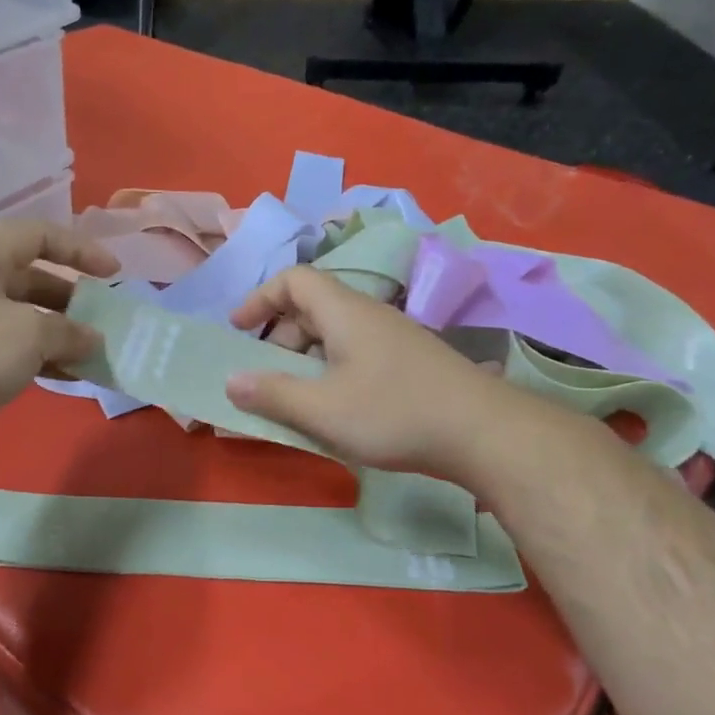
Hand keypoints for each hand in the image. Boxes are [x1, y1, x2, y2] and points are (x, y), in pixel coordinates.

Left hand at [0, 220, 117, 462]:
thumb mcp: (30, 335)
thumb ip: (69, 331)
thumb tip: (92, 339)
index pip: (36, 235)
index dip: (79, 248)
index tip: (112, 273)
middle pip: (30, 278)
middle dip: (71, 299)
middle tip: (102, 320)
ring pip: (20, 318)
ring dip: (57, 334)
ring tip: (91, 355)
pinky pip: (6, 348)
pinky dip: (36, 358)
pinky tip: (64, 378)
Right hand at [224, 265, 495, 476]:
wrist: (484, 433)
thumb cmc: (394, 413)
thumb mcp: (322, 409)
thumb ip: (272, 394)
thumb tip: (231, 381)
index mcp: (344, 312)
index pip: (293, 281)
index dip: (260, 299)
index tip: (239, 331)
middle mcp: (368, 316)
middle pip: (311, 309)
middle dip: (278, 339)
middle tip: (264, 378)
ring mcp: (392, 339)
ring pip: (334, 336)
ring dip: (304, 360)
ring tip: (295, 399)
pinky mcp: (409, 364)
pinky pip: (355, 355)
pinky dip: (331, 373)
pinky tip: (335, 410)